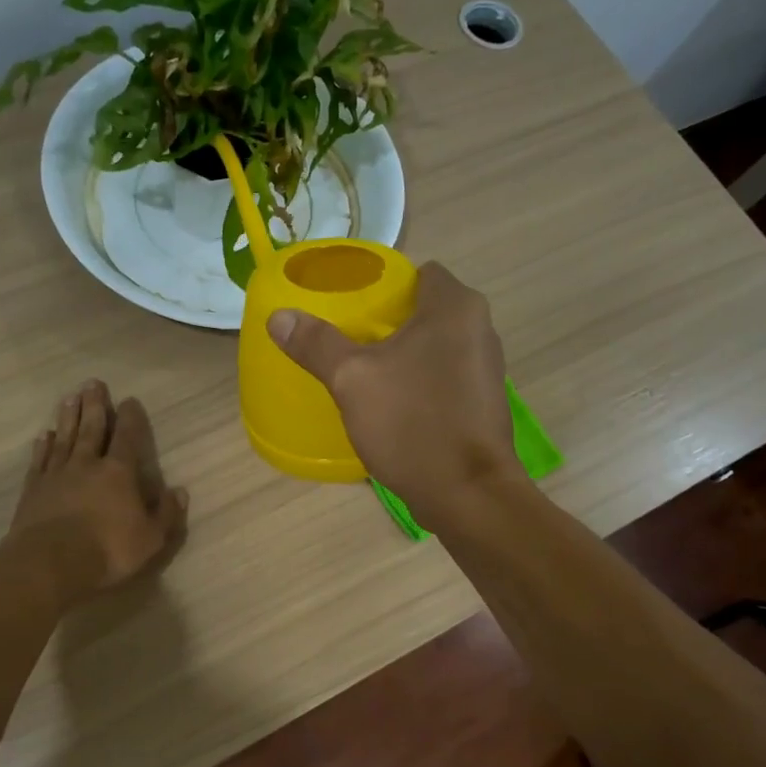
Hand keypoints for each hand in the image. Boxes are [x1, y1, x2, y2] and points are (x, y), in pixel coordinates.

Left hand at [4, 381, 188, 603]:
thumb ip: (166, 513)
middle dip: (95, 405)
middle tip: (93, 383)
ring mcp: (57, 475)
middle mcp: (87, 465)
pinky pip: (41, 460)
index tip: (130, 400)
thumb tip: (179, 491)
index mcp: (119, 473)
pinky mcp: (34, 489)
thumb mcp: (151, 539)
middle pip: (92, 428)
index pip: (128, 438)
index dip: (131, 418)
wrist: (49, 563)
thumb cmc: (107, 551)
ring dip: (68, 417)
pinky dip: (44, 446)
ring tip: (70, 398)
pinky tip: (45, 435)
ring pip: (65, 438)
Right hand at [268, 262, 519, 526]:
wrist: (466, 493)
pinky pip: (444, 377)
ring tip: (364, 372)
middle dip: (387, 323)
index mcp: (455, 307)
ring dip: (403, 355)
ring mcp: (486, 368)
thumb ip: (316, 343)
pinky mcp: (483, 403)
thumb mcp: (352, 380)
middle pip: (425, 310)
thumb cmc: (412, 423)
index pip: (418, 273)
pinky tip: (393, 405)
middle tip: (347, 341)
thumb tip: (279, 317)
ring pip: (435, 346)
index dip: (383, 285)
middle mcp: (480, 328)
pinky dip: (420, 382)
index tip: (350, 307)